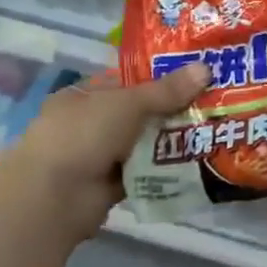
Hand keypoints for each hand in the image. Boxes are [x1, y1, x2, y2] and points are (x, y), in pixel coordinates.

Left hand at [0, 63, 210, 239]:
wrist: (52, 197)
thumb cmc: (83, 134)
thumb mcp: (128, 103)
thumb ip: (166, 90)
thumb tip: (206, 68)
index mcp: (84, 96)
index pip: (127, 81)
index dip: (160, 77)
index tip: (196, 76)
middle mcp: (90, 124)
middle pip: (140, 113)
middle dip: (172, 111)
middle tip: (214, 105)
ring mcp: (98, 157)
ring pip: (144, 144)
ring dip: (172, 142)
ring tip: (213, 133)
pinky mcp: (110, 186)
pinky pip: (144, 173)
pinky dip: (164, 170)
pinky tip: (196, 164)